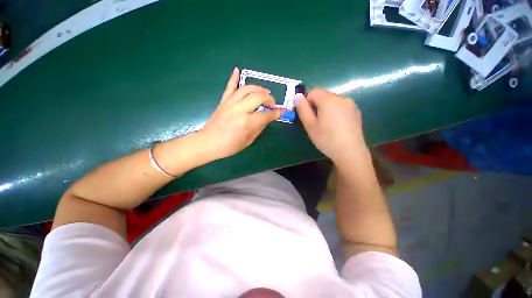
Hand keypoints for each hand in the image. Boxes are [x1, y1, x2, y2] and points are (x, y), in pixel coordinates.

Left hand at [199, 68, 280, 159]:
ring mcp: (230, 103)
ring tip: (265, 92)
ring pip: (246, 89)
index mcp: (247, 122)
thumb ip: (259, 128)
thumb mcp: (248, 140)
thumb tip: (267, 118)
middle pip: (258, 97)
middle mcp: (239, 109)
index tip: (281, 112)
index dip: (275, 113)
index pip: (266, 114)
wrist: (208, 142)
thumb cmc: (229, 146)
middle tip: (272, 104)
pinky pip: (229, 87)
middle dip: (269, 99)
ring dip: (258, 88)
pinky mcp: (223, 101)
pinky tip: (237, 70)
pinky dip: (234, 78)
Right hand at [295, 88, 366, 163]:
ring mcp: (351, 104)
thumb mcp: (310, 125)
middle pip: (324, 95)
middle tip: (316, 122)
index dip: (307, 101)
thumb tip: (298, 96)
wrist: (350, 152)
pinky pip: (341, 106)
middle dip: (317, 105)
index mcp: (328, 100)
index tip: (308, 115)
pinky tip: (337, 125)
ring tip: (327, 124)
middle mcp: (341, 98)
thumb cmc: (326, 139)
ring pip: (333, 101)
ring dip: (326, 108)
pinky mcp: (356, 111)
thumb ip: (302, 109)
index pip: (314, 91)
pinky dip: (336, 111)